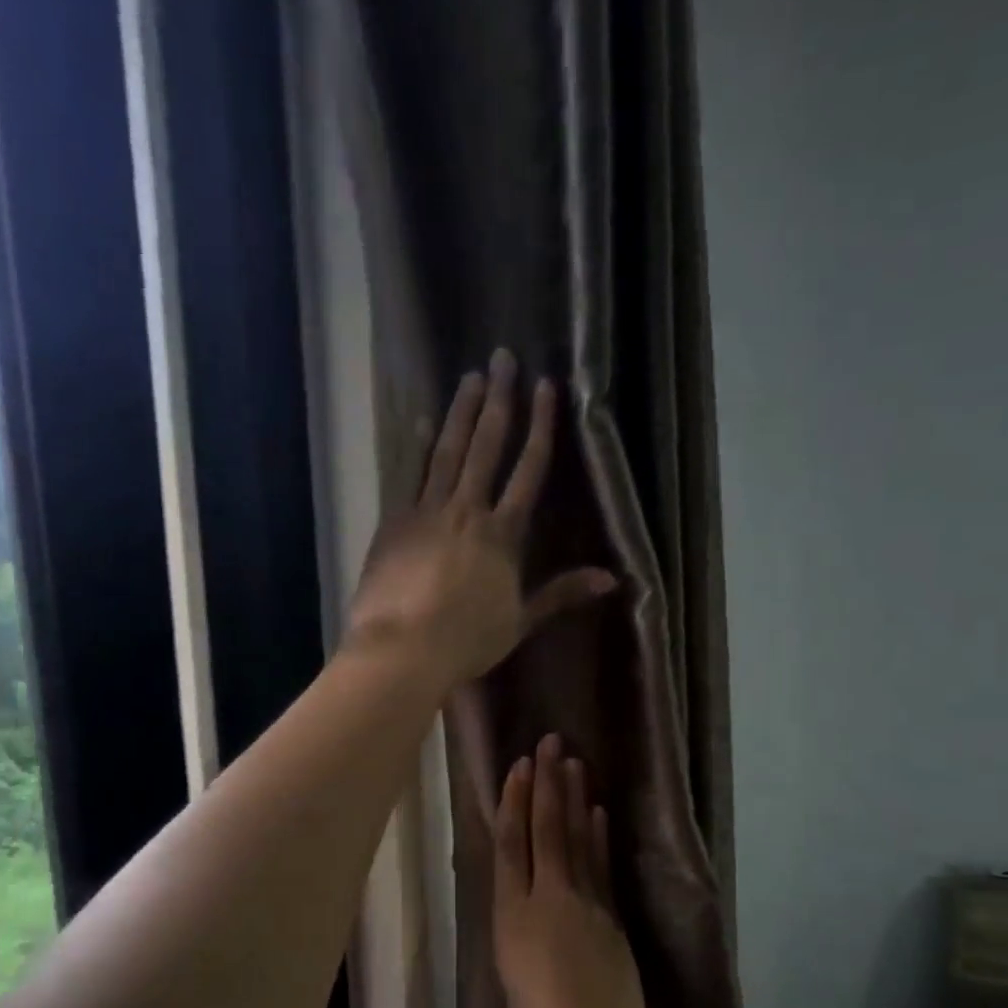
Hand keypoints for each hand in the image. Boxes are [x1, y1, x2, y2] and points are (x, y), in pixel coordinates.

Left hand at [347, 349, 615, 688]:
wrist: (403, 650)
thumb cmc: (466, 641)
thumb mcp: (520, 621)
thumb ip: (560, 593)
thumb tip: (612, 579)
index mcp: (503, 535)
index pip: (528, 470)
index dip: (540, 427)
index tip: (546, 386)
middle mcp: (467, 511)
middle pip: (487, 447)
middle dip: (499, 401)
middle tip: (503, 357)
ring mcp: (427, 512)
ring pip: (447, 452)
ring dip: (460, 412)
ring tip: (470, 376)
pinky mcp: (395, 522)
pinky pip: (408, 475)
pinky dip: (417, 448)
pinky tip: (422, 421)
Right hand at [492, 734, 659, 1007]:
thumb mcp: (510, 968)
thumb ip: (516, 921)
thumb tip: (522, 889)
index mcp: (511, 913)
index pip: (512, 844)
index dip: (515, 803)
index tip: (521, 766)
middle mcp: (547, 897)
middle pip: (546, 830)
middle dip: (548, 784)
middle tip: (551, 743)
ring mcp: (584, 902)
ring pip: (576, 839)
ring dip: (574, 799)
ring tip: (574, 764)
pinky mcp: (611, 914)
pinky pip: (601, 865)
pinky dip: (598, 835)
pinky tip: (598, 811)